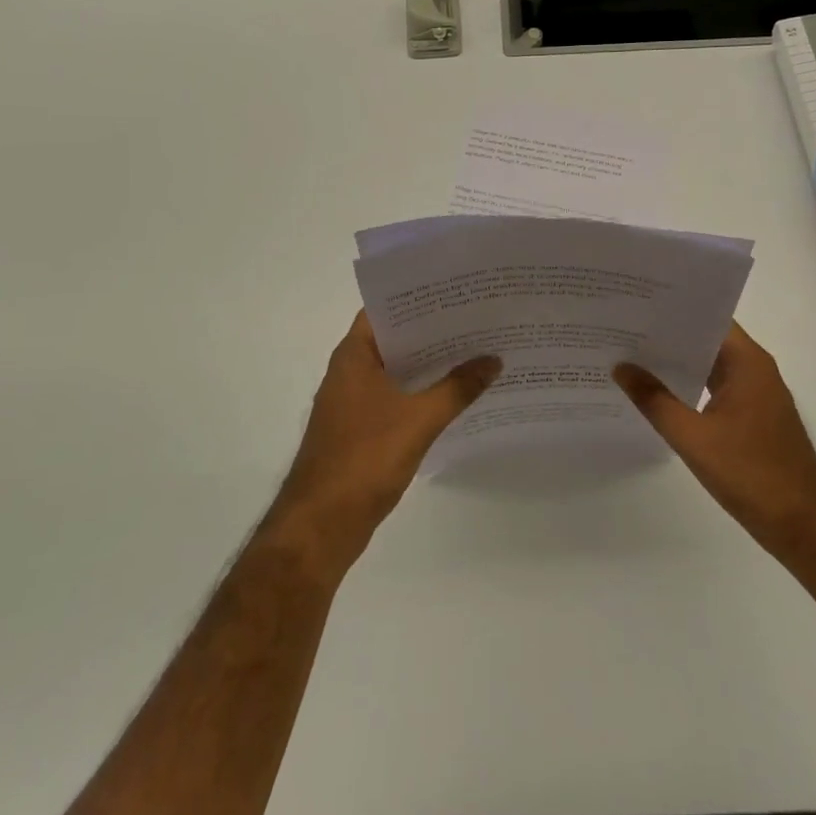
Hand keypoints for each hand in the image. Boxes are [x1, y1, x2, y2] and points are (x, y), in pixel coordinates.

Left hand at [266, 310, 499, 574]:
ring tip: (476, 350)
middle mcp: (350, 371)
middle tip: (477, 318)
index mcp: (354, 356)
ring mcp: (353, 401)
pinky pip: (396, 398)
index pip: (386, 309)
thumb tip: (494, 360)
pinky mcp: (361, 429)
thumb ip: (458, 388)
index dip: (418, 298)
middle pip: (395, 338)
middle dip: (433, 330)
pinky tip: (456, 395)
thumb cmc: (364, 458)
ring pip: (397, 370)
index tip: (456, 290)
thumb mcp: (419, 420)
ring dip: (430, 364)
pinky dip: (422, 392)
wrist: (321, 524)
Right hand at [614, 323, 815, 558]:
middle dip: (668, 335)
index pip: (708, 317)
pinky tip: (658, 394)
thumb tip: (621, 367)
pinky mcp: (754, 417)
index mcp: (747, 362)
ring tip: (632, 356)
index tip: (636, 304)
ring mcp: (757, 394)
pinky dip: (690, 386)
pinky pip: (716, 388)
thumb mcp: (692, 437)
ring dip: (678, 362)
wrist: (803, 525)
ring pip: (711, 365)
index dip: (674, 309)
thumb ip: (654, 400)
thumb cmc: (750, 474)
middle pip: (707, 339)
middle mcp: (755, 369)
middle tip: (622, 328)